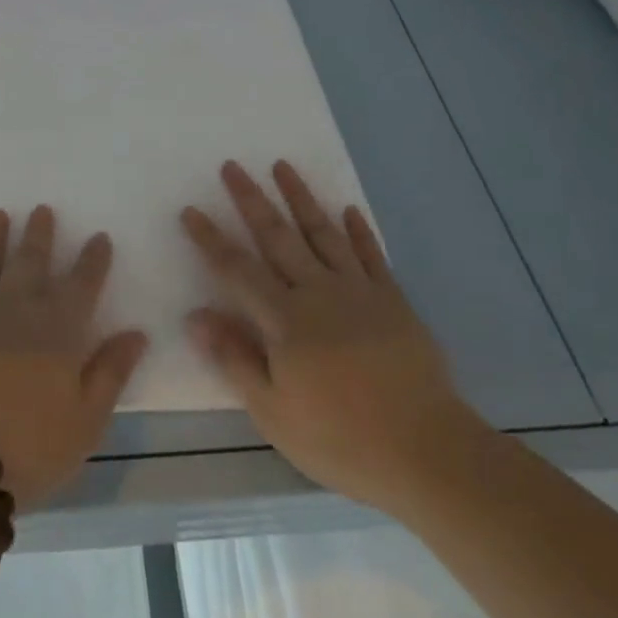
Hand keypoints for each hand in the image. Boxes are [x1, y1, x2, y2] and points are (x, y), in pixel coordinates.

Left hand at [0, 206, 148, 508]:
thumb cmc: (26, 448)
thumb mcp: (85, 422)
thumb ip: (111, 373)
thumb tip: (137, 333)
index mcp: (57, 329)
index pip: (82, 284)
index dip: (93, 259)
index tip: (99, 236)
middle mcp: (14, 307)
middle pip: (30, 261)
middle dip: (39, 234)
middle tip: (41, 210)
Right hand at [181, 160, 480, 508]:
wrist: (427, 451)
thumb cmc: (341, 439)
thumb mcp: (274, 412)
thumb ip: (234, 358)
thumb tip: (195, 316)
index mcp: (285, 320)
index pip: (237, 269)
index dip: (211, 239)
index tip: (190, 210)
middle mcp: (318, 292)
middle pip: (277, 236)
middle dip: (251, 200)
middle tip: (232, 166)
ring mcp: (359, 291)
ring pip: (323, 233)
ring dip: (300, 197)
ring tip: (282, 166)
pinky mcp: (393, 300)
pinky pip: (371, 255)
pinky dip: (359, 231)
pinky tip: (349, 209)